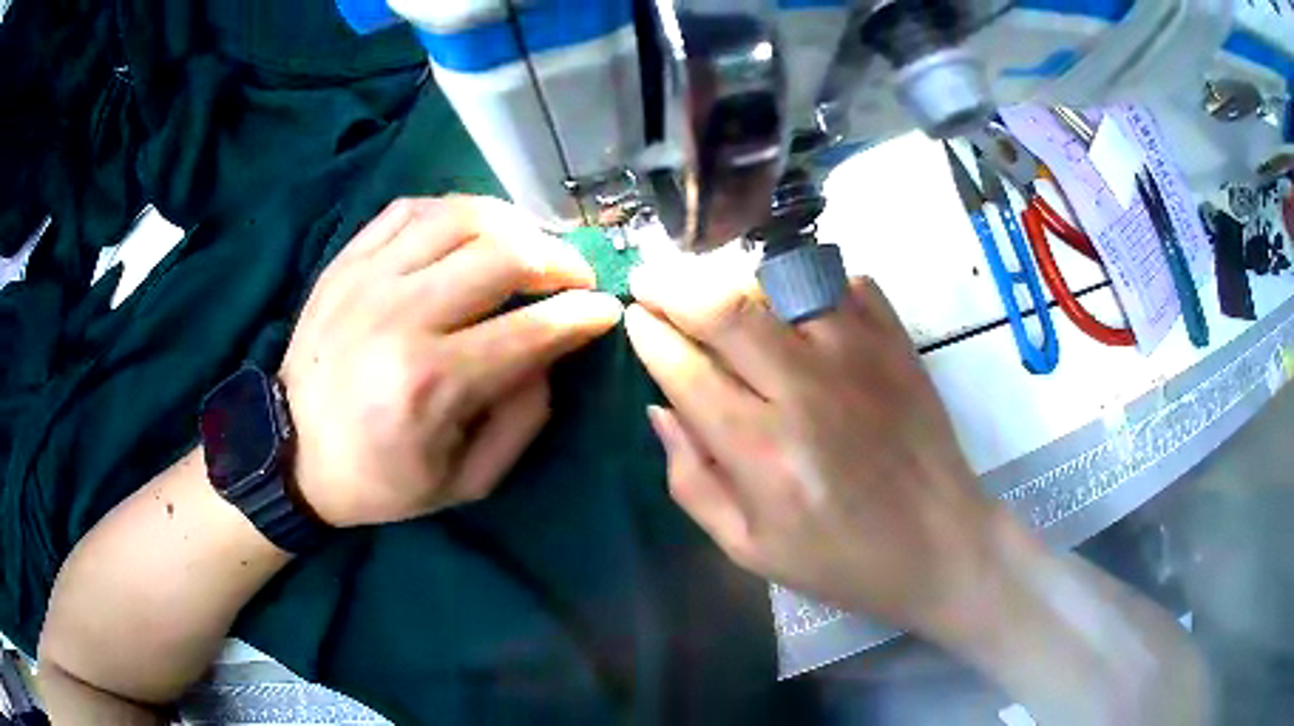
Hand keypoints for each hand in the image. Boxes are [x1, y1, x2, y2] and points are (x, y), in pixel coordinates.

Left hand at [280, 196, 622, 526]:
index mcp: (432, 383)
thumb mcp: (464, 481)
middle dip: (560, 259)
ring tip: (531, 246)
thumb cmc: (380, 478)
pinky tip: (472, 231)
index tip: (607, 308)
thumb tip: (554, 352)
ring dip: (514, 224)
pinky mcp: (347, 260)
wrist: (293, 452)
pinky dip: (456, 210)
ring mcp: (369, 277)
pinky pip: (413, 208)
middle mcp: (401, 316)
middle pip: (503, 255)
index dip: (583, 313)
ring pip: (462, 216)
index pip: (532, 329)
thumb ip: (522, 420)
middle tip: (576, 275)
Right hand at [624, 259, 1004, 636]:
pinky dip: (806, 280)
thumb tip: (658, 409)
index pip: (686, 370)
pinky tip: (793, 302)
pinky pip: (840, 281)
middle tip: (651, 279)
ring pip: (779, 281)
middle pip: (724, 307)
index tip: (634, 318)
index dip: (650, 336)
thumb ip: (691, 479)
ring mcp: (859, 354)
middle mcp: (807, 390)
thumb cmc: (840, 559)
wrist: (939, 543)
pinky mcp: (896, 340)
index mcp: (762, 452)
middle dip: (673, 285)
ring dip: (735, 278)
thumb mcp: (748, 547)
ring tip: (716, 290)